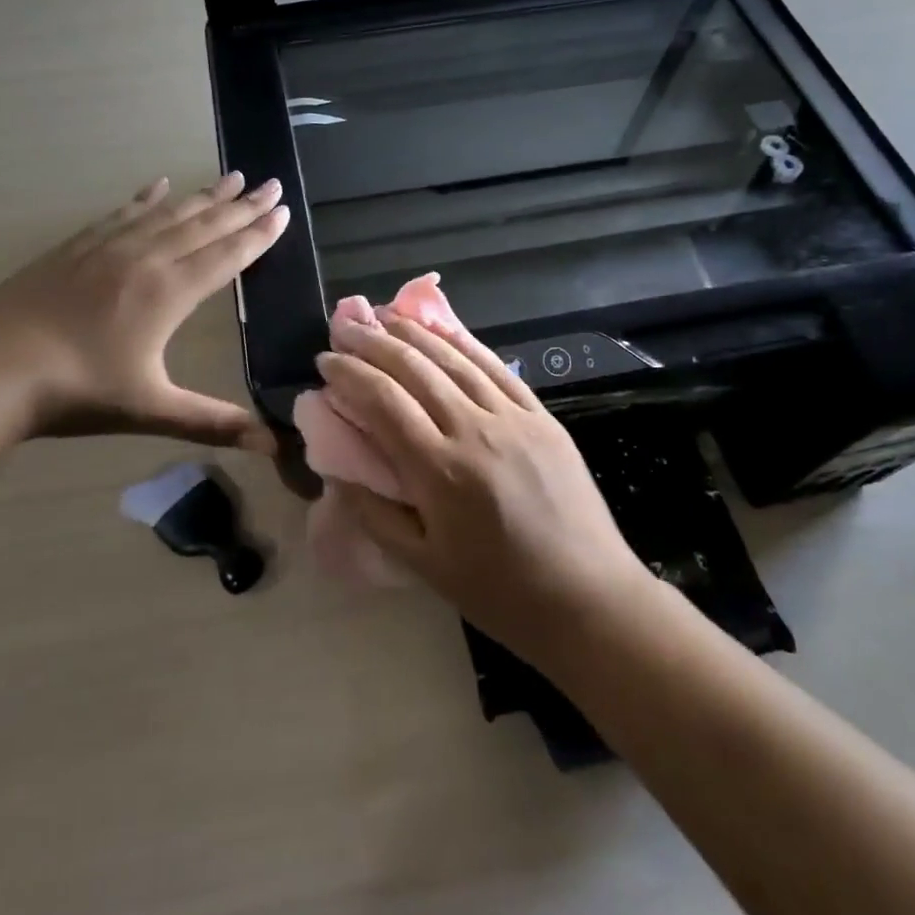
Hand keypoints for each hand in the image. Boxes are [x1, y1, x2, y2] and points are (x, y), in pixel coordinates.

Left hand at [0, 174, 288, 449]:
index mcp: (170, 293)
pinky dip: (146, 198)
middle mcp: (147, 258)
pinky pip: (122, 213)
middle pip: (205, 225)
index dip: (259, 234)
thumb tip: (273, 447)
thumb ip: (213, 422)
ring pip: (169, 213)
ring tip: (231, 176)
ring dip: (204, 195)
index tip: (283, 210)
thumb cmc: (77, 391)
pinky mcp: (77, 246)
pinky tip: (158, 185)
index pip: (227, 256)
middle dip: (243, 205)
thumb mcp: (151, 410)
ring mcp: (109, 247)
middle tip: (272, 182)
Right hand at [314, 312, 650, 666]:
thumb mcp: (423, 566)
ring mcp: (513, 417)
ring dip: (415, 332)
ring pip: (454, 358)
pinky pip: (496, 367)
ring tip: (384, 315)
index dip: (350, 373)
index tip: (325, 360)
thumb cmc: (500, 592)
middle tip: (344, 326)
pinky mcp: (542, 415)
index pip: (383, 401)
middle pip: (415, 368)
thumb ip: (374, 514)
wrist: (589, 599)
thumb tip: (339, 470)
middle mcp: (474, 429)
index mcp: (440, 470)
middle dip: (373, 341)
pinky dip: (464, 343)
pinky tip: (443, 329)